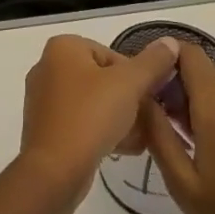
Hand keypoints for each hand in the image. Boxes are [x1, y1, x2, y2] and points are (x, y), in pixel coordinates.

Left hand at [19, 34, 181, 193]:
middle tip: (149, 121)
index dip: (136, 77)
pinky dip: (101, 131)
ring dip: (120, 118)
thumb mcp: (129, 85)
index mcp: (63, 48)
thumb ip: (152, 62)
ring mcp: (44, 99)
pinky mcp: (45, 128)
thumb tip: (170, 41)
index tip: (151, 99)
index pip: (112, 55)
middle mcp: (48, 67)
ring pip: (93, 103)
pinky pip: (81, 122)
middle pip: (103, 79)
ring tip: (140, 138)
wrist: (54, 172)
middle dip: (129, 101)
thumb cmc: (90, 116)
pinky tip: (124, 148)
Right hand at [142, 45, 214, 213]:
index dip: (168, 59)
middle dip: (184, 89)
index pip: (191, 56)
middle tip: (167, 124)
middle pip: (209, 76)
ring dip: (208, 109)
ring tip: (197, 148)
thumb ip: (158, 132)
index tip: (152, 82)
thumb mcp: (182, 183)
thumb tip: (142, 94)